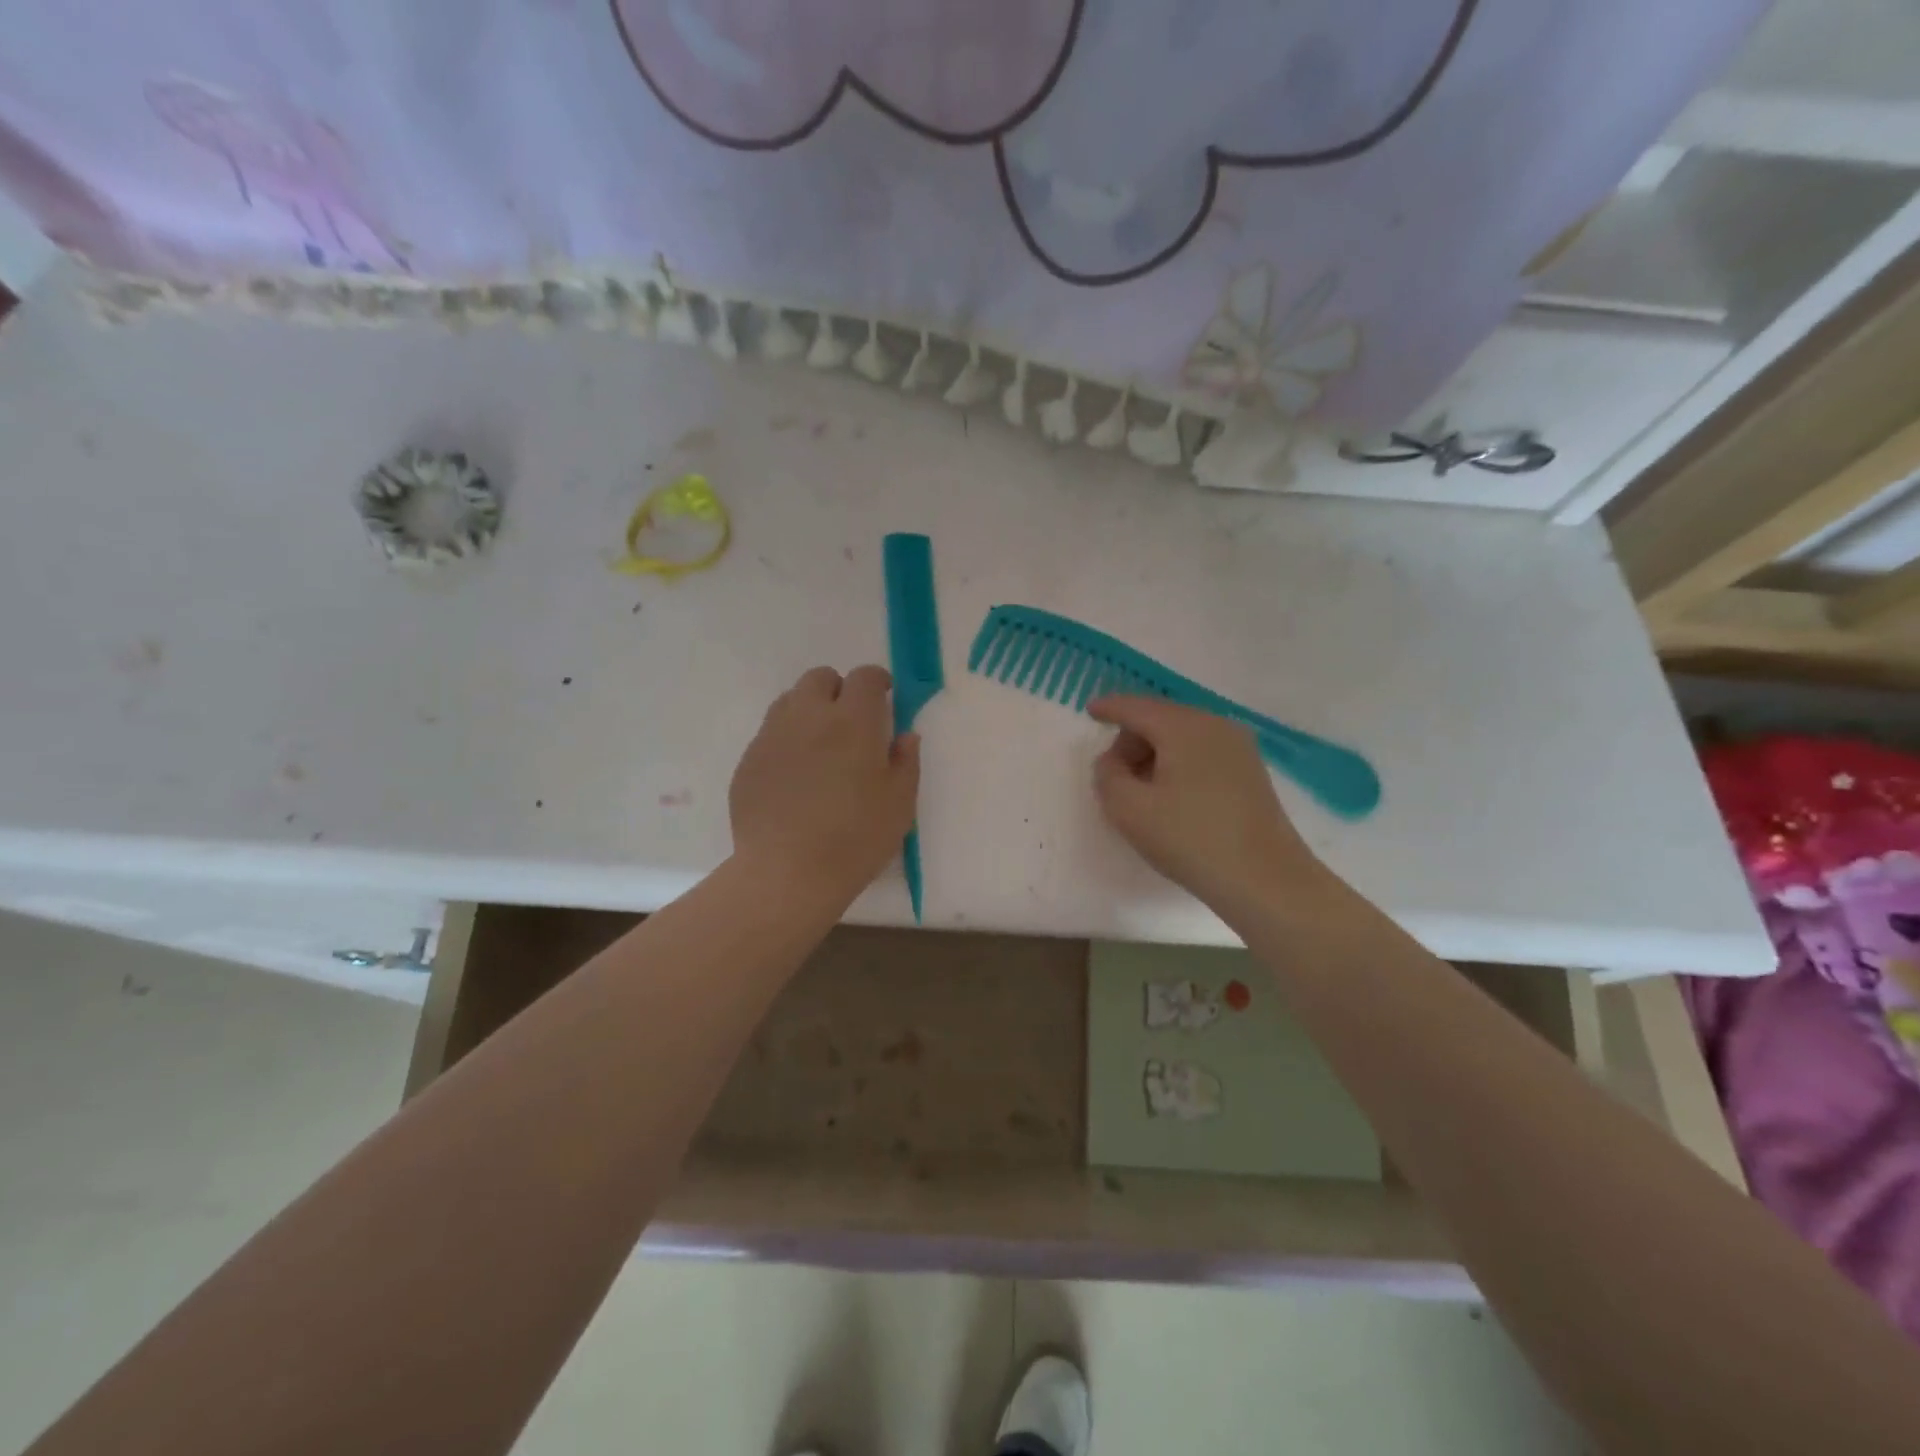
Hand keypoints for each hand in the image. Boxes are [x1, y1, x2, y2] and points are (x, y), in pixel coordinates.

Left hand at [730, 665, 920, 903]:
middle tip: (852, 721)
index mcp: (852, 722)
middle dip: (839, 689)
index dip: (877, 681)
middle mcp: (808, 717)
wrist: (786, 873)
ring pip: (790, 701)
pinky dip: (787, 740)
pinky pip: (770, 733)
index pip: (864, 678)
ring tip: (821, 745)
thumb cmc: (855, 838)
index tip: (885, 696)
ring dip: (809, 710)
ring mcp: (772, 736)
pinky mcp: (749, 760)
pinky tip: (795, 775)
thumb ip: (905, 762)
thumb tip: (904, 735)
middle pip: (820, 678)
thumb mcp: (899, 804)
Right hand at [1089, 695, 1331, 913]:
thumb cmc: (1190, 839)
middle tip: (1115, 774)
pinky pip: (1203, 752)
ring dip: (1156, 753)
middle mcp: (1214, 725)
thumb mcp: (1128, 809)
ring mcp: (1239, 747)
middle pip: (1161, 718)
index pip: (1136, 707)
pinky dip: (1180, 763)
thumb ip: (1107, 775)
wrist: (1265, 880)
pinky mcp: (1251, 770)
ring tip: (1143, 791)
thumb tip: (1113, 761)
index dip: (1109, 708)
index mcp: (1183, 727)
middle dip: (1132, 739)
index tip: (1090, 710)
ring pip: (1183, 735)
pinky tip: (1173, 796)